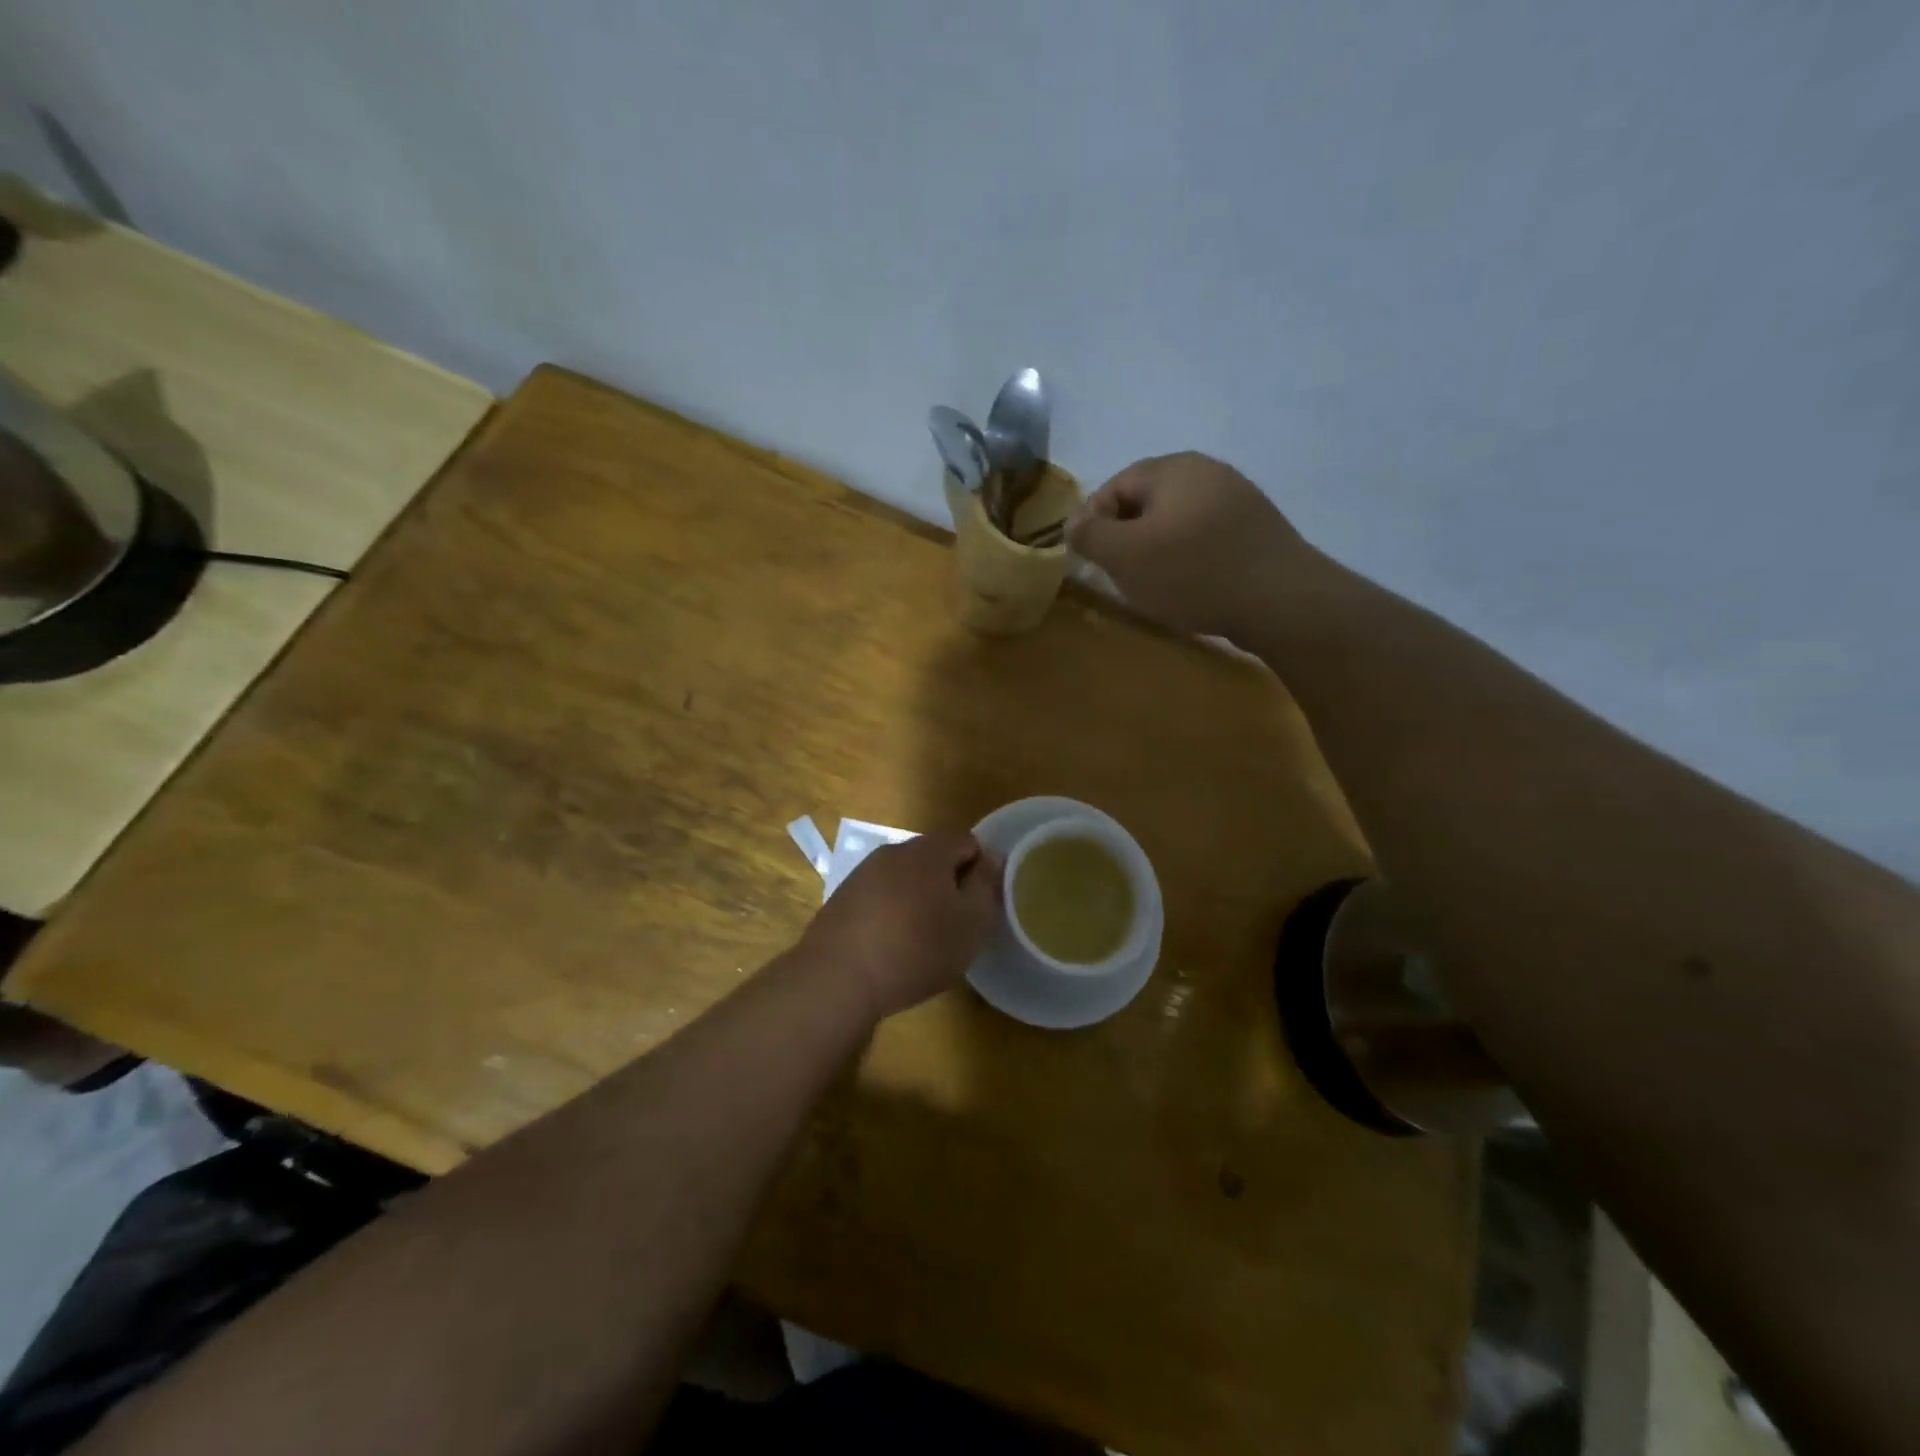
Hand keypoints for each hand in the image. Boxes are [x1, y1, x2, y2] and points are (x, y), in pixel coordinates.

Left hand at [798, 831, 1002, 1021]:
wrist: (838, 977)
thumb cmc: (917, 948)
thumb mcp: (971, 923)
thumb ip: (986, 885)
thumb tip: (992, 857)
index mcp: (929, 850)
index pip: (967, 841)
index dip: (982, 868)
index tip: (983, 904)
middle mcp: (894, 851)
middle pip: (934, 857)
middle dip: (950, 883)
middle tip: (958, 924)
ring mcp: (863, 874)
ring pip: (905, 877)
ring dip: (919, 898)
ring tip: (924, 939)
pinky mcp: (842, 899)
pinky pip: (880, 897)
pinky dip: (892, 913)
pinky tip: (891, 946)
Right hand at [1067, 452, 1320, 638]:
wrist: (1280, 600)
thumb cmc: (1192, 573)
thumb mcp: (1125, 556)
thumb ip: (1090, 535)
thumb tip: (1072, 522)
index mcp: (1173, 468)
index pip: (1114, 486)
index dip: (1093, 523)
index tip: (1092, 560)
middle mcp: (1207, 472)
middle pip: (1147, 502)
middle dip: (1126, 538)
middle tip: (1120, 575)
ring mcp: (1238, 498)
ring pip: (1177, 522)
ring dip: (1157, 551)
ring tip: (1155, 586)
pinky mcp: (1256, 529)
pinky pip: (1206, 538)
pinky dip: (1188, 559)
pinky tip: (1191, 587)